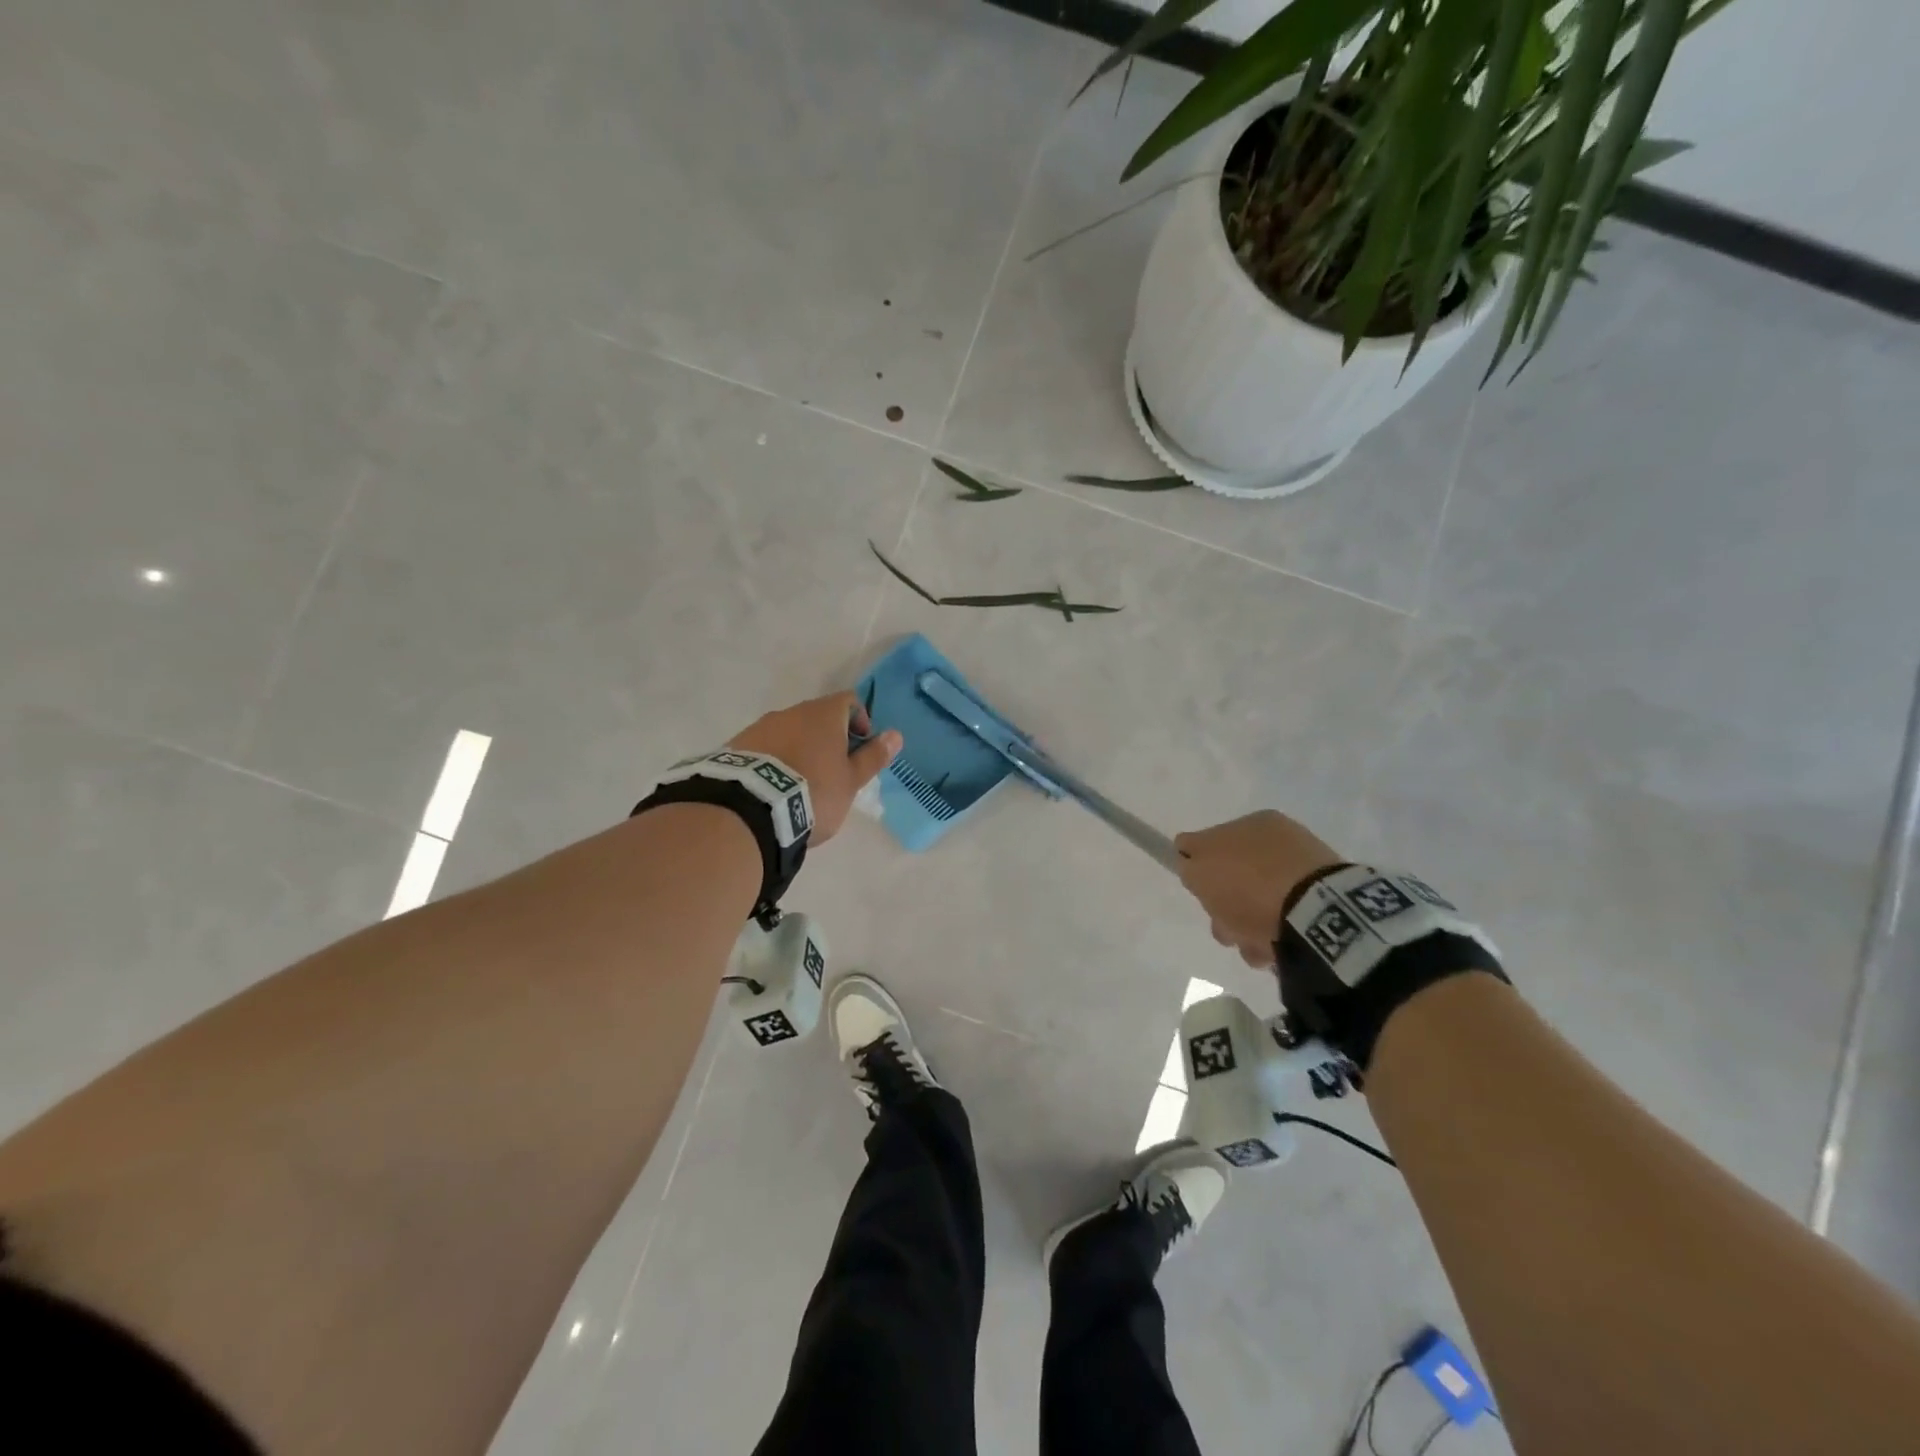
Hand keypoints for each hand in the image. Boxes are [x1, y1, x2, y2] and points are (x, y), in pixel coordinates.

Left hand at [729, 692, 900, 843]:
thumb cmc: (814, 792)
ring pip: (790, 732)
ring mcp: (761, 727)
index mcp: (824, 714)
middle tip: (833, 772)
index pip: (849, 701)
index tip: (860, 749)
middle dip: (828, 739)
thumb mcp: (851, 781)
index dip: (860, 721)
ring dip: (800, 749)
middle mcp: (792, 711)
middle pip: (818, 717)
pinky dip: (775, 760)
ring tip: (800, 784)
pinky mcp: (738, 746)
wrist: (751, 808)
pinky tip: (774, 788)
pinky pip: (765, 747)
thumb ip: (873, 756)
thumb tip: (895, 734)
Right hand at [1174, 811, 1341, 969]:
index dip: (1198, 868)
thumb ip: (1188, 862)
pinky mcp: (1324, 901)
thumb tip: (1190, 861)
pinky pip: (1284, 917)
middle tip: (1224, 927)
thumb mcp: (1199, 870)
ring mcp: (1303, 870)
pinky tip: (1271, 949)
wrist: (1314, 913)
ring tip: (1251, 948)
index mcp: (1254, 823)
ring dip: (1247, 925)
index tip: (1200, 893)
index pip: (1214, 841)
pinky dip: (1273, 933)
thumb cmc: (1248, 886)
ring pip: (1259, 901)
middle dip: (1224, 904)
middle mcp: (1279, 841)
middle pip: (1235, 876)